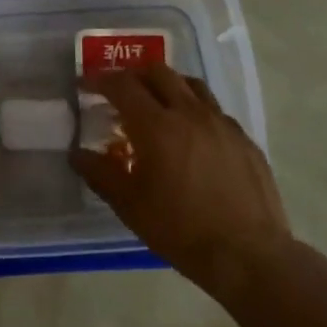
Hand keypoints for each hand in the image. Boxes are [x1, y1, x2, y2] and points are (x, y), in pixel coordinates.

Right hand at [70, 64, 298, 298]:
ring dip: (167, 85)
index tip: (86, 86)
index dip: (100, 80)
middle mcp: (190, 113)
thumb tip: (77, 154)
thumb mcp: (130, 206)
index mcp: (157, 126)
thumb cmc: (180, 229)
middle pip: (159, 73)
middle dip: (134, 75)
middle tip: (119, 92)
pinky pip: (214, 110)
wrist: (248, 254)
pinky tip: (192, 134)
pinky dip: (194, 109)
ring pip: (191, 85)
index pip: (123, 86)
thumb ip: (100, 174)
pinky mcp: (244, 139)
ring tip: (156, 103)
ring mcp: (222, 123)